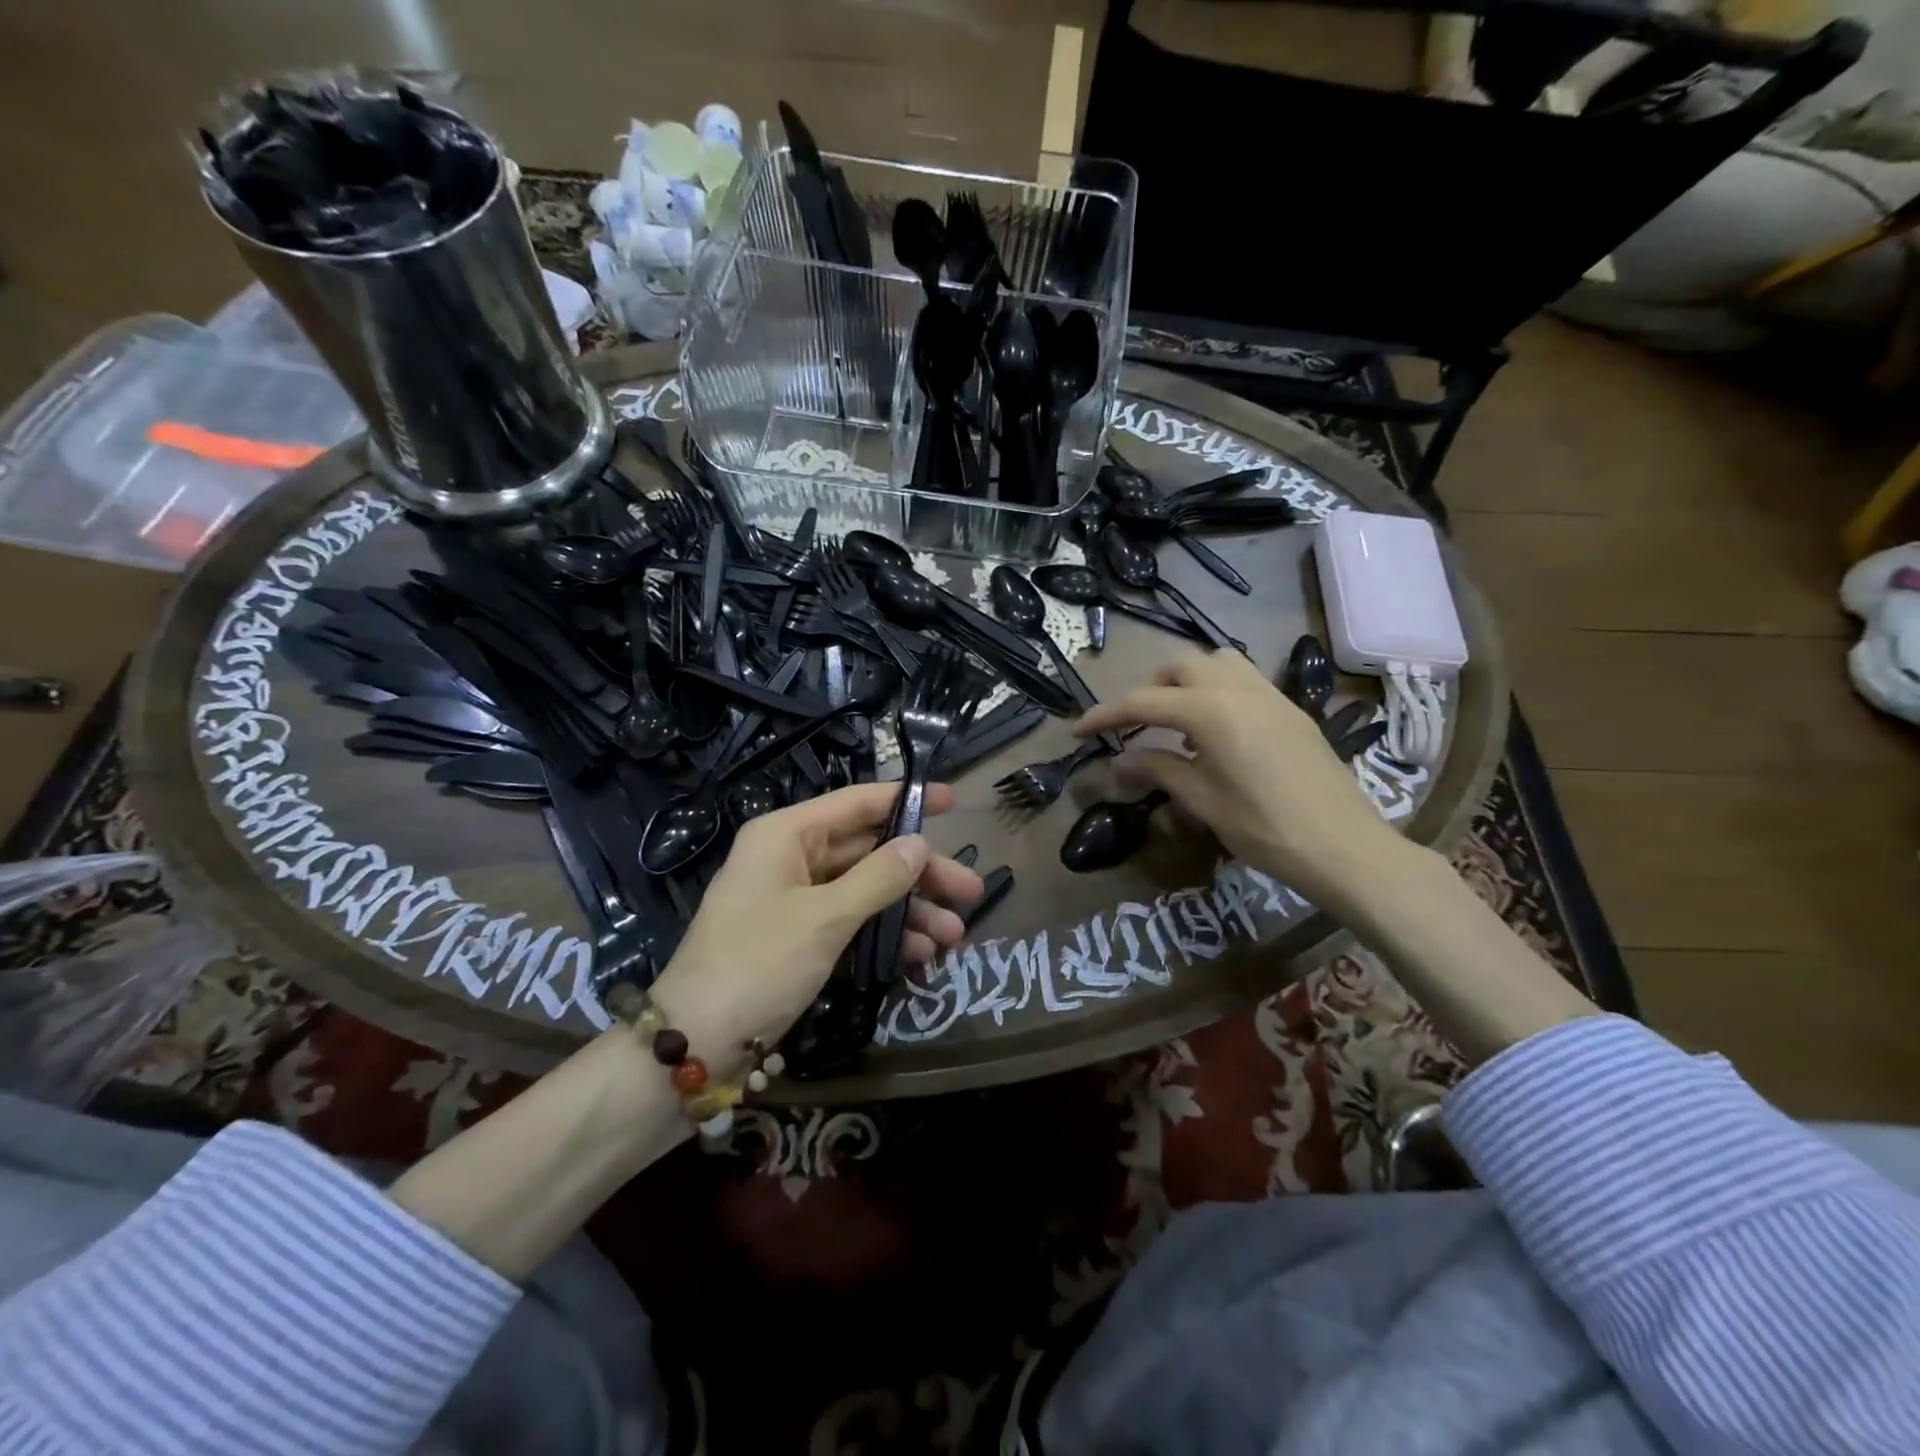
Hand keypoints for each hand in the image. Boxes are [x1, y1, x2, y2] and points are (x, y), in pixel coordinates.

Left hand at [650, 783, 983, 1073]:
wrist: (696, 1043)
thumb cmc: (758, 964)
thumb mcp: (825, 918)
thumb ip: (878, 878)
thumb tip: (919, 844)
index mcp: (787, 835)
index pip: (856, 803)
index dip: (905, 800)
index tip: (952, 802)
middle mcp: (792, 858)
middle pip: (869, 851)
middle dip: (920, 874)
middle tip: (970, 892)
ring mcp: (796, 899)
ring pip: (866, 891)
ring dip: (910, 912)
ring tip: (955, 937)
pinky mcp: (801, 936)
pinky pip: (853, 922)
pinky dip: (886, 936)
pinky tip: (922, 956)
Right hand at [1073, 651, 1403, 905]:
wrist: (1345, 846)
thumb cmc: (1265, 828)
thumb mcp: (1203, 800)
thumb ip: (1158, 769)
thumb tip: (1119, 761)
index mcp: (1211, 710)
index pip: (1143, 702)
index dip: (1105, 715)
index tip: (1077, 730)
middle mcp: (1239, 689)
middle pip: (1180, 666)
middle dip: (1148, 688)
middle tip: (1134, 725)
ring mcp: (1271, 695)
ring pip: (1217, 662)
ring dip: (1186, 681)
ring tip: (1176, 720)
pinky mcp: (1291, 710)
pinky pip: (1243, 680)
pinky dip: (1216, 690)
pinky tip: (1216, 732)